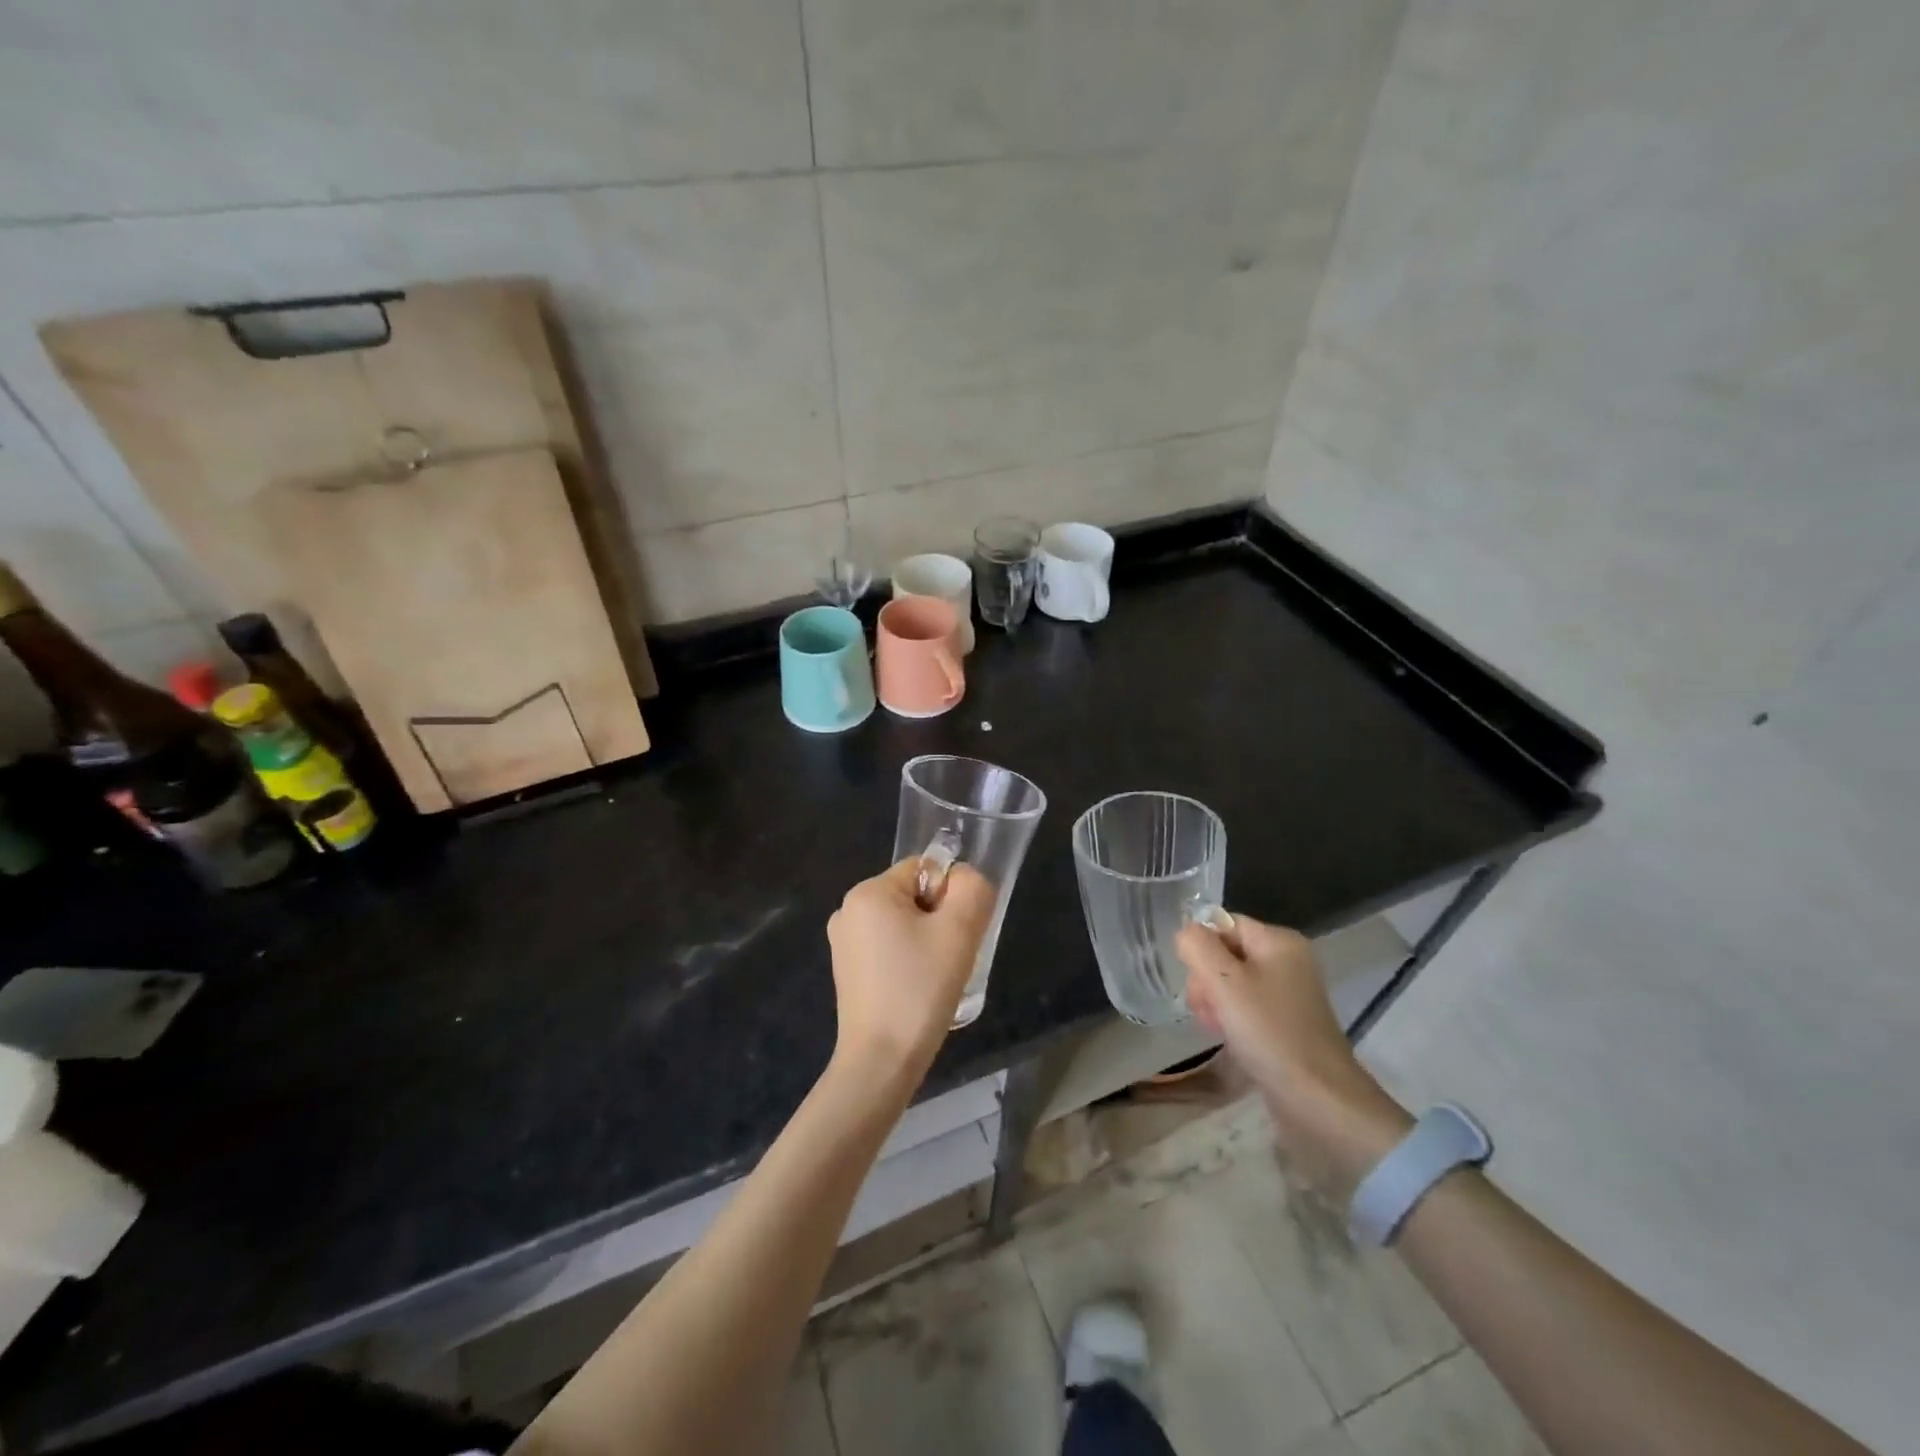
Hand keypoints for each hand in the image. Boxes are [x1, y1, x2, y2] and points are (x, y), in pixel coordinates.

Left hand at [827, 858, 995, 1084]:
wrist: (881, 1062)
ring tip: (932, 979)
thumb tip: (964, 879)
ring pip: (903, 924)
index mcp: (868, 892)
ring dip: (925, 943)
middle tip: (946, 959)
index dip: (949, 897)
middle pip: (913, 896)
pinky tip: (914, 991)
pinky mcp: (846, 972)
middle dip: (938, 920)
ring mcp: (843, 943)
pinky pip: (888, 949)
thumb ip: (971, 889)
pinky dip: (908, 962)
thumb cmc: (919, 989)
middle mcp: (848, 910)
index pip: (924, 869)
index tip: (952, 935)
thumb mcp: (959, 931)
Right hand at [1177, 914, 1412, 1198]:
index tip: (1198, 981)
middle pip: (1226, 952)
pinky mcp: (1286, 1023)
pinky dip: (1231, 1018)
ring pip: (1231, 982)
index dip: (1202, 948)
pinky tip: (1227, 1037)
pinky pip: (1246, 1007)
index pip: (1223, 924)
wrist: (1319, 1100)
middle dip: (1206, 978)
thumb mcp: (1224, 981)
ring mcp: (1289, 993)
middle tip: (1206, 1009)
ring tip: (1216, 1027)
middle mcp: (1288, 960)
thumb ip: (1197, 946)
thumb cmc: (1270, 1032)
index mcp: (1279, 941)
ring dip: (1215, 1001)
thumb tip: (1186, 933)